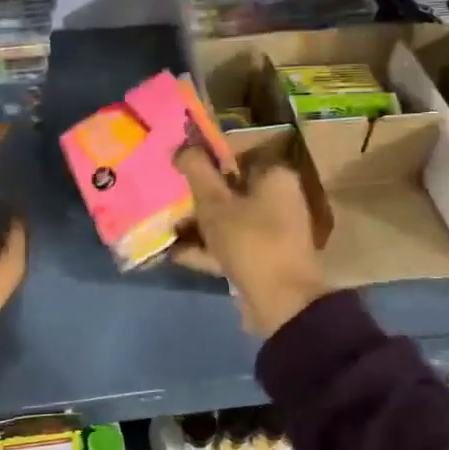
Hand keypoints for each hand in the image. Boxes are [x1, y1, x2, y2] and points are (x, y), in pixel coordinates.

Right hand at [172, 147, 331, 339]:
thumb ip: (197, 171)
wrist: (282, 302)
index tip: (178, 167)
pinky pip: (231, 244)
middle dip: (198, 196)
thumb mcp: (215, 203)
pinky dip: (207, 247)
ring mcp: (272, 230)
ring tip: (166, 228)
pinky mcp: (264, 257)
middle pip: (230, 189)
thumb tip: (183, 147)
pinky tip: (176, 253)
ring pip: (229, 218)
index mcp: (274, 176)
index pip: (236, 154)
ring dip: (198, 224)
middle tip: (168, 198)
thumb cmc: (249, 241)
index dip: (205, 159)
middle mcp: (278, 198)